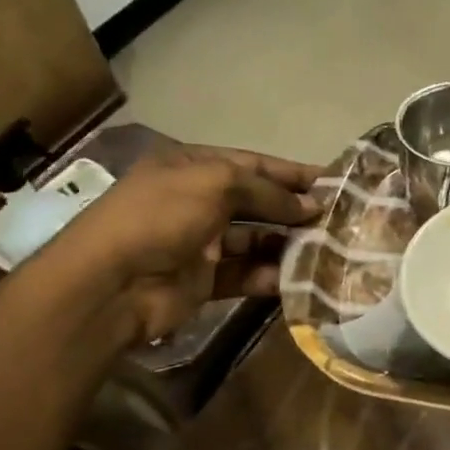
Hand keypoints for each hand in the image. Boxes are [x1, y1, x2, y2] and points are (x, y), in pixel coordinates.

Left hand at [44, 144, 323, 345]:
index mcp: (192, 168)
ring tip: (327, 248)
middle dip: (295, 209)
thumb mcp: (216, 184)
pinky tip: (300, 278)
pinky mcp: (205, 281)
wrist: (110, 285)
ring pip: (256, 240)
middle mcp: (196, 202)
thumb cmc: (160, 217)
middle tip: (339, 219)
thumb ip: (268, 191)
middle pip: (257, 203)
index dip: (292, 173)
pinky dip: (271, 276)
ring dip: (288, 244)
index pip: (253, 164)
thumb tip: (312, 205)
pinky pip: (247, 274)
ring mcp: (200, 243)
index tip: (333, 181)